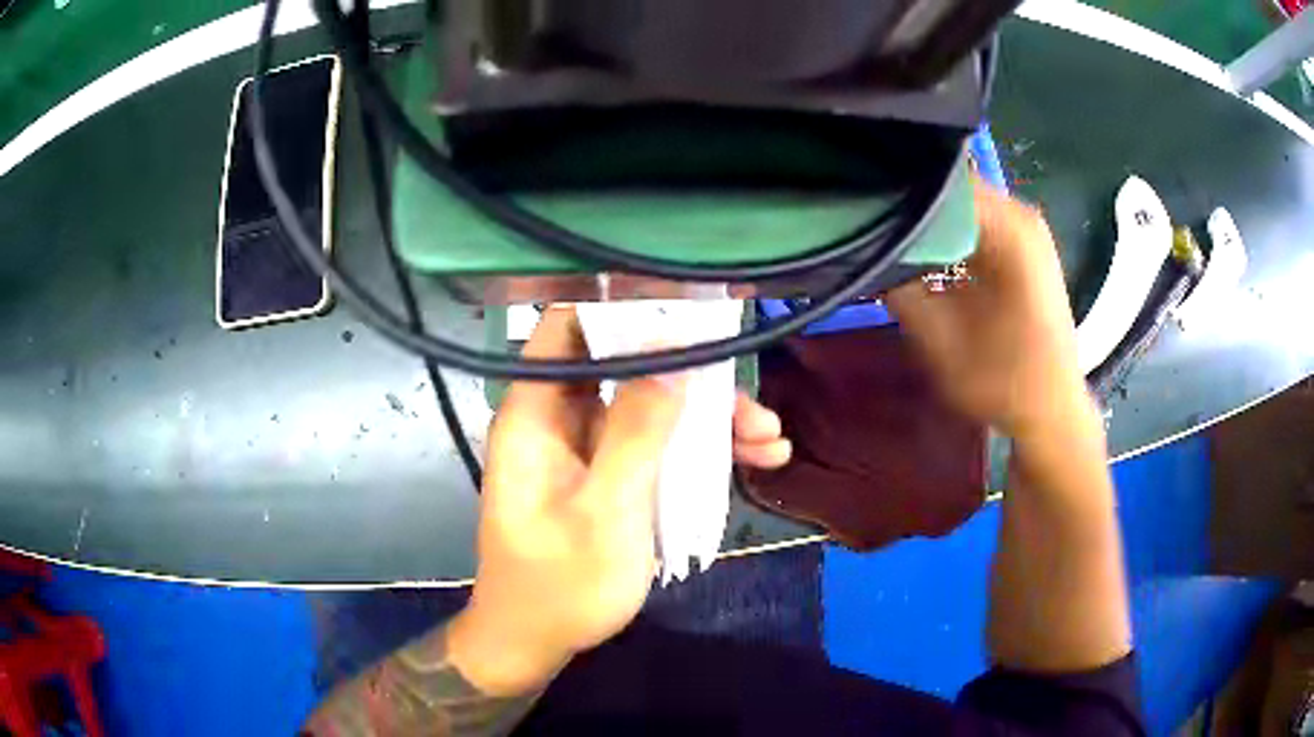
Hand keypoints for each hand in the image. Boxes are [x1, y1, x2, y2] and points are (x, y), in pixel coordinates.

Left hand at [448, 306, 790, 696]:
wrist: (536, 641)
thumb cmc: (560, 584)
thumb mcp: (605, 513)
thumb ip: (636, 434)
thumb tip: (673, 364)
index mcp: (536, 416)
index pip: (568, 329)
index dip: (619, 306)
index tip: (682, 304)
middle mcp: (559, 419)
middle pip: (625, 366)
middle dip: (688, 373)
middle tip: (745, 392)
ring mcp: (588, 448)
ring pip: (651, 405)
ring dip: (708, 416)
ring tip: (768, 437)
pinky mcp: (610, 474)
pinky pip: (656, 443)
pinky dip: (700, 448)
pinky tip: (756, 460)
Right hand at [886, 180, 1093, 441]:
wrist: (1050, 412)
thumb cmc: (1001, 380)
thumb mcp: (938, 337)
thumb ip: (897, 283)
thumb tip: (860, 244)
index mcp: (1008, 227)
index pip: (937, 179)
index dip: (893, 186)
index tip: (854, 202)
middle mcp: (1020, 213)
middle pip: (949, 184)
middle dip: (906, 198)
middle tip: (861, 214)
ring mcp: (1024, 227)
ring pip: (959, 201)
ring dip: (924, 215)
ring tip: (881, 227)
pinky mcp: (1022, 245)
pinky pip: (974, 219)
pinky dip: (944, 228)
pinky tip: (917, 245)